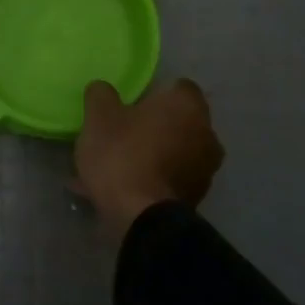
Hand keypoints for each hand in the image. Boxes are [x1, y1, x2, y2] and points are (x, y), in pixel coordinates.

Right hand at [73, 79, 223, 245]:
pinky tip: (117, 190)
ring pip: (171, 153)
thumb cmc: (123, 155)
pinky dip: (148, 180)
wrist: (141, 217)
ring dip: (149, 155)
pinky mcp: (196, 198)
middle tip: (120, 134)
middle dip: (151, 126)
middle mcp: (206, 133)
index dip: (153, 93)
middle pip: (176, 122)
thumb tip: (104, 89)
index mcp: (187, 106)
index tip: (131, 103)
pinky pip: (167, 179)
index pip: (177, 87)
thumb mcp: (99, 117)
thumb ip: (101, 94)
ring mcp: (204, 169)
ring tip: (113, 167)